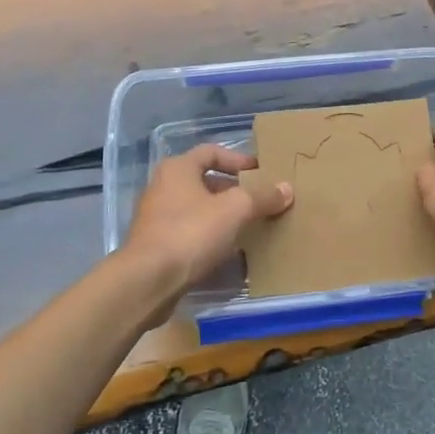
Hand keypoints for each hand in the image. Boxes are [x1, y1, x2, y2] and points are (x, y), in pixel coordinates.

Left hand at [124, 145, 292, 311]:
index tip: (261, 173)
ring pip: (198, 209)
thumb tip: (286, 189)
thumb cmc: (191, 232)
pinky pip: (190, 234)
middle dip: (234, 191)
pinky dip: (210, 238)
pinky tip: (229, 251)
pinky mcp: (156, 246)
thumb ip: (262, 197)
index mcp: (177, 169)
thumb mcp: (235, 209)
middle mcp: (163, 188)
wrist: (147, 281)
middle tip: (259, 202)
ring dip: (223, 216)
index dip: (238, 159)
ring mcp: (157, 218)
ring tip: (250, 227)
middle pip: (205, 181)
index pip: (211, 152)